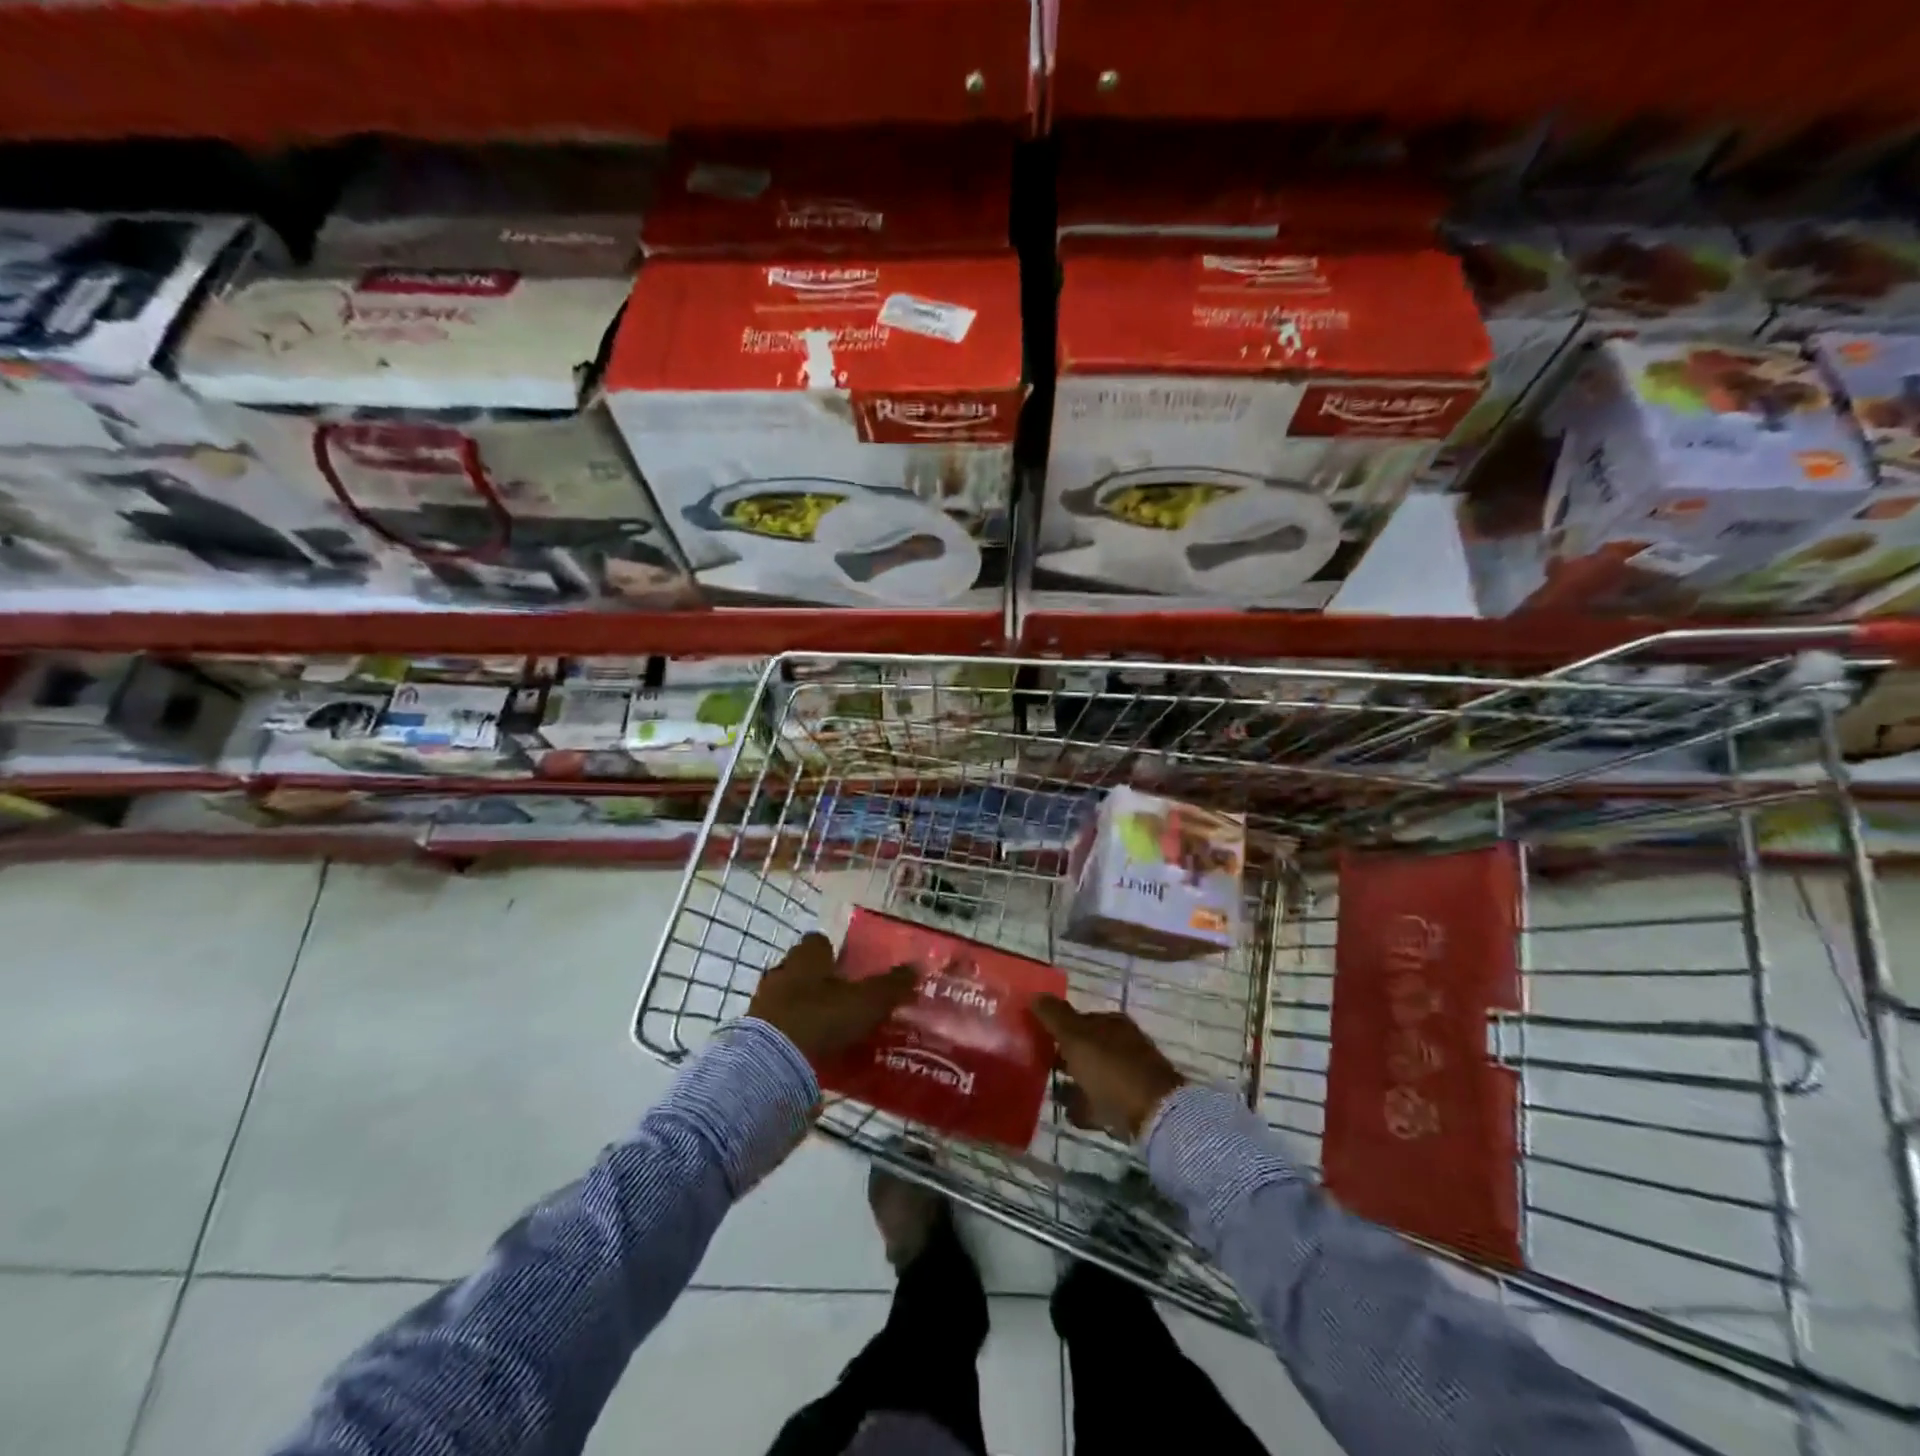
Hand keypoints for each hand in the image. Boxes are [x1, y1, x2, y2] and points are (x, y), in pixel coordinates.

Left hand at [749, 932, 915, 1065]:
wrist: (772, 1062)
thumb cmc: (822, 1017)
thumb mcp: (867, 1001)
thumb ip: (891, 985)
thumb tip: (917, 965)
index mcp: (806, 956)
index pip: (818, 942)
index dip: (833, 953)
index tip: (850, 968)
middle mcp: (781, 972)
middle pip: (801, 970)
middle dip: (819, 981)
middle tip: (843, 999)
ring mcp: (763, 1003)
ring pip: (788, 998)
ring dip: (805, 1008)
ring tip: (829, 1028)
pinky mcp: (754, 1034)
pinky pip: (779, 1026)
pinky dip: (794, 1034)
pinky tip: (812, 1049)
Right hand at [1032, 995, 1185, 1141]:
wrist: (1153, 1116)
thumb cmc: (1111, 1069)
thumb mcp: (1076, 1037)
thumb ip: (1054, 1016)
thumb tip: (1035, 993)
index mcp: (1112, 1023)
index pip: (1079, 1019)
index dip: (1057, 1027)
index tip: (1035, 1038)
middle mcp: (1123, 1044)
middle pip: (1087, 1047)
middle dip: (1065, 1056)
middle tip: (1038, 1066)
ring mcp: (1130, 1075)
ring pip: (1093, 1075)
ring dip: (1074, 1083)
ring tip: (1051, 1093)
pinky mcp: (1133, 1105)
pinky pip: (1102, 1103)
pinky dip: (1086, 1107)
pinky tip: (1070, 1114)